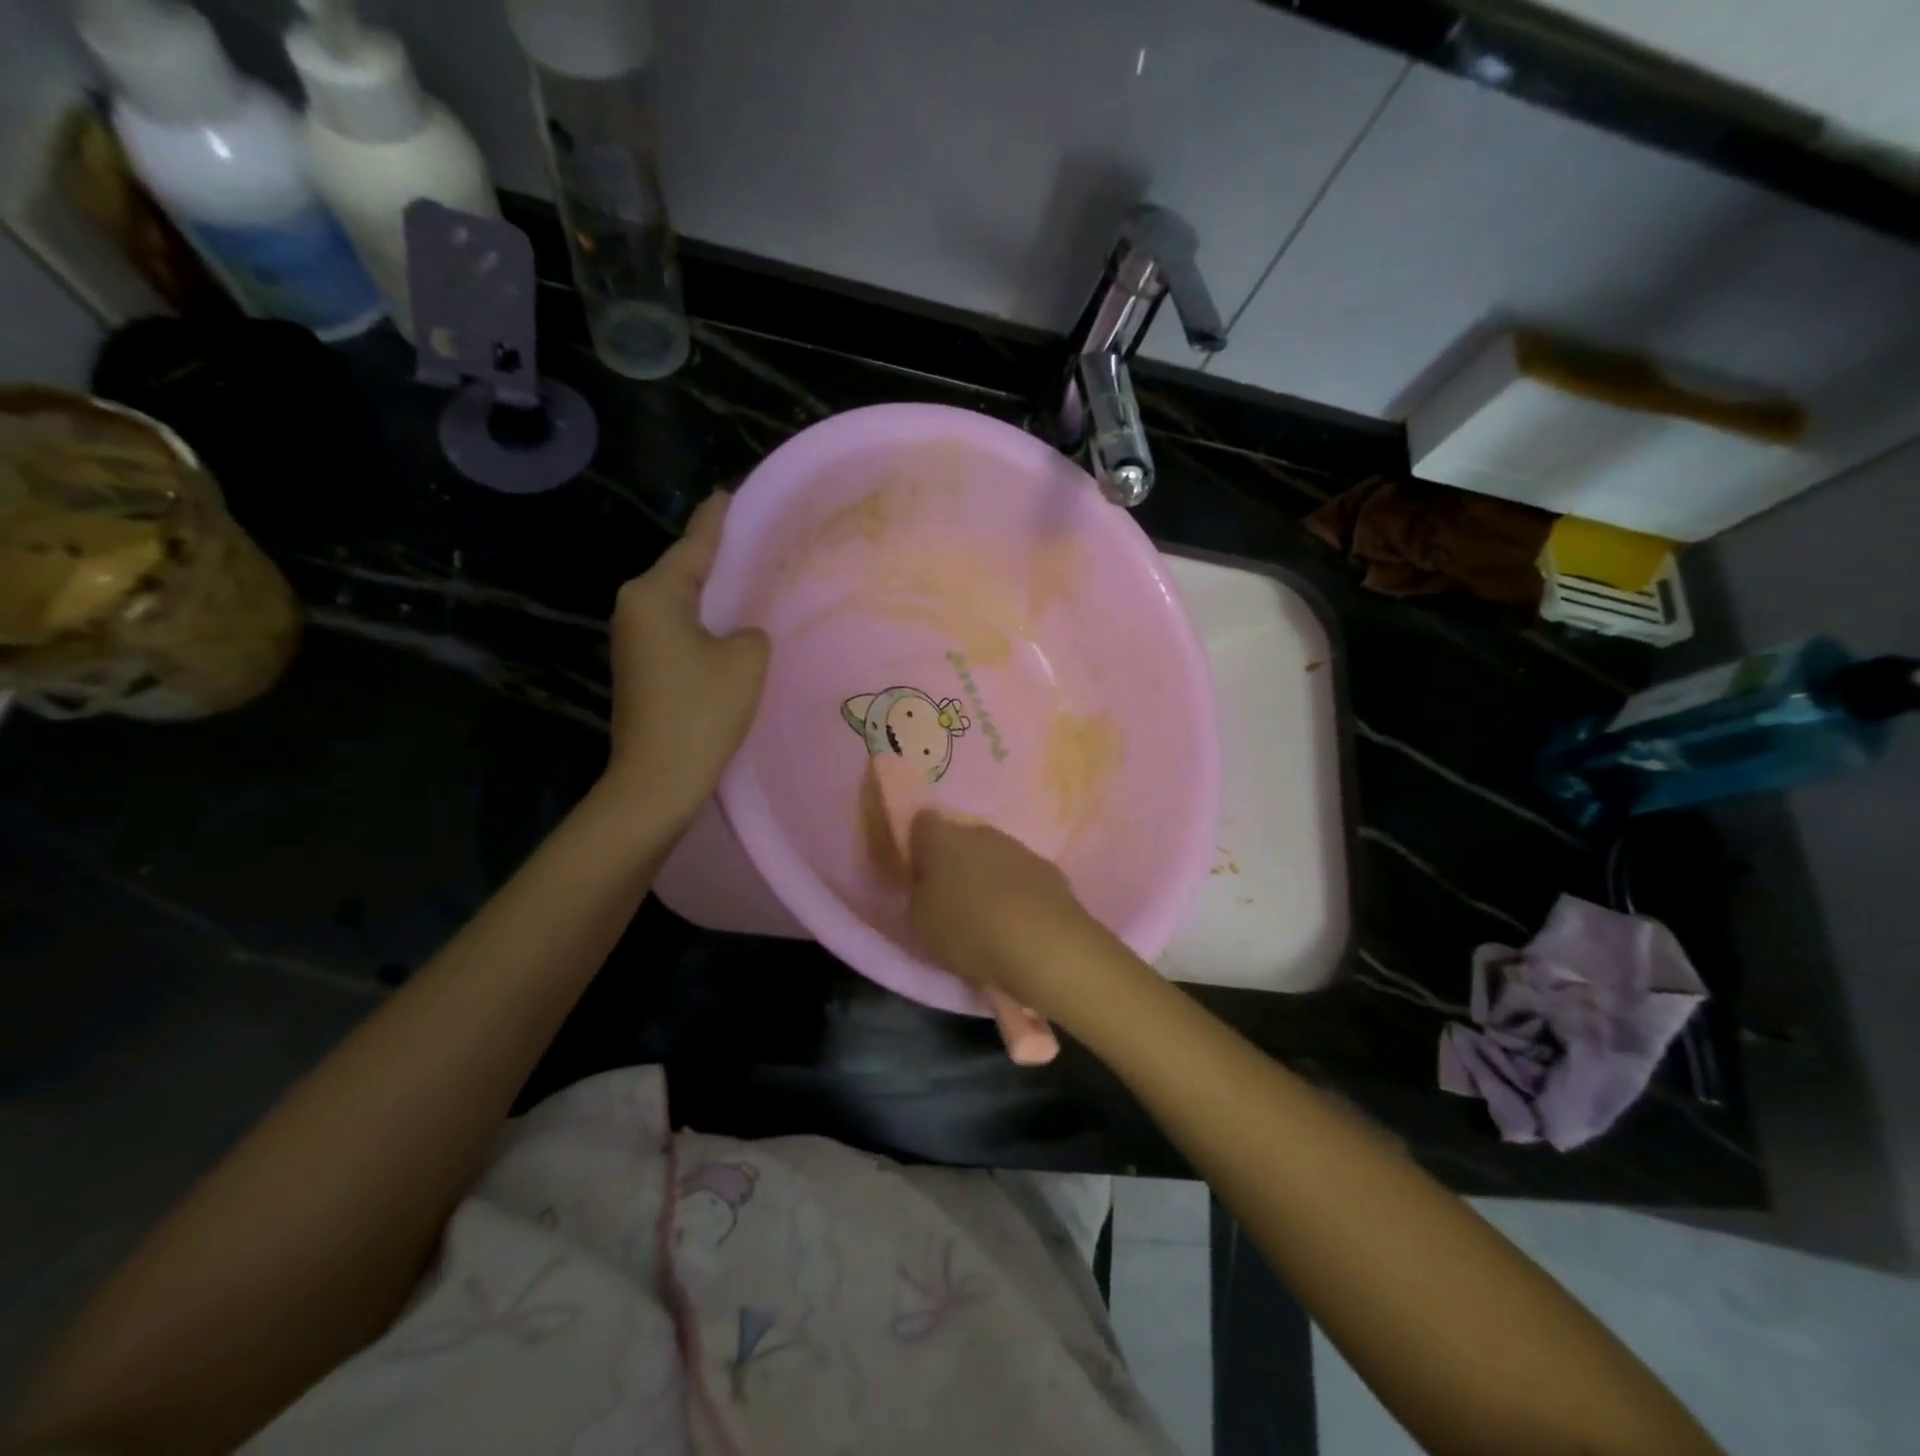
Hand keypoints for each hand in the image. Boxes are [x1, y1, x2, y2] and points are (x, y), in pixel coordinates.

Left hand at [603, 492, 768, 822]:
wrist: (657, 779)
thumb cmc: (702, 710)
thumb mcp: (746, 659)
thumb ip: (749, 631)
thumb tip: (736, 635)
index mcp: (655, 593)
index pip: (695, 543)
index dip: (718, 519)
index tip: (731, 492)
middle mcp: (634, 607)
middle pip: (684, 571)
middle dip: (718, 557)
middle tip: (756, 540)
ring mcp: (632, 639)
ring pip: (681, 603)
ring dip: (713, 595)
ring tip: (751, 580)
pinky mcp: (640, 667)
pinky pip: (678, 630)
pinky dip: (704, 624)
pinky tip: (730, 628)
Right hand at [907, 814, 1142, 1022]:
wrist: (1044, 944)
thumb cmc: (968, 929)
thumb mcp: (920, 922)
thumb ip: (918, 895)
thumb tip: (926, 884)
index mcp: (942, 838)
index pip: (921, 823)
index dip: (916, 847)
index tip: (917, 877)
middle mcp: (980, 832)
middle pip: (959, 839)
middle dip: (953, 863)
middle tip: (949, 901)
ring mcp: (1018, 848)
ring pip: (993, 856)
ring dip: (987, 877)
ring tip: (986, 917)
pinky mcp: (1049, 869)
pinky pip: (1022, 876)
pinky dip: (1017, 893)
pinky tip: (1018, 922)